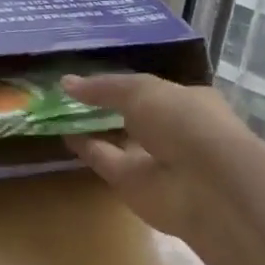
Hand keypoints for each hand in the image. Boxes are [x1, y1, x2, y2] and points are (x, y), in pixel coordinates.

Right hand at [61, 74, 260, 239]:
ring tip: (58, 112)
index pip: (151, 90)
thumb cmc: (183, 121)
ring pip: (117, 140)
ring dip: (92, 128)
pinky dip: (86, 149)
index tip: (90, 78)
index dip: (121, 84)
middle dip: (103, 106)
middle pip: (131, 116)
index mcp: (186, 101)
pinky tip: (64, 135)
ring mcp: (154, 160)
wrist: (206, 185)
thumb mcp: (142, 90)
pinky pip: (106, 161)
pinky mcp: (135, 185)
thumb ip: (104, 86)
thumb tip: (66, 82)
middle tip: (68, 95)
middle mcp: (172, 130)